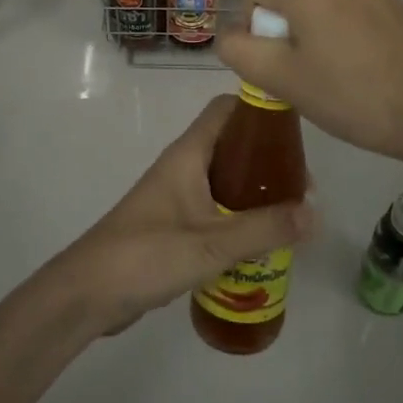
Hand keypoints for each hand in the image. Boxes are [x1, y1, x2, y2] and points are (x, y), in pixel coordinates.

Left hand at [51, 95, 314, 335]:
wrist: (87, 293)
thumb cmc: (147, 254)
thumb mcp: (211, 244)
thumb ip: (264, 229)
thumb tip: (314, 213)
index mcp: (188, 154)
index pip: (227, 109)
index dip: (261, 111)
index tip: (296, 132)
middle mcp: (183, 166)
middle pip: (232, 145)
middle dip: (268, 161)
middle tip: (302, 189)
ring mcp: (176, 195)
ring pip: (225, 179)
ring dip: (256, 192)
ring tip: (290, 216)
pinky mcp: (173, 224)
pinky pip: (215, 208)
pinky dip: (239, 217)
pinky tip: (260, 243)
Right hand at [214, 0, 402, 166]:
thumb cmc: (349, 98)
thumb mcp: (282, 80)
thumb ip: (240, 51)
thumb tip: (231, 34)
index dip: (251, 24)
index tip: (271, 61)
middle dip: (287, 30)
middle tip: (304, 74)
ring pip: (325, 5)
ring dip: (319, 31)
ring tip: (338, 72)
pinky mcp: (400, 6)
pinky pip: (357, 12)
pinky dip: (350, 32)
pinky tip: (366, 67)